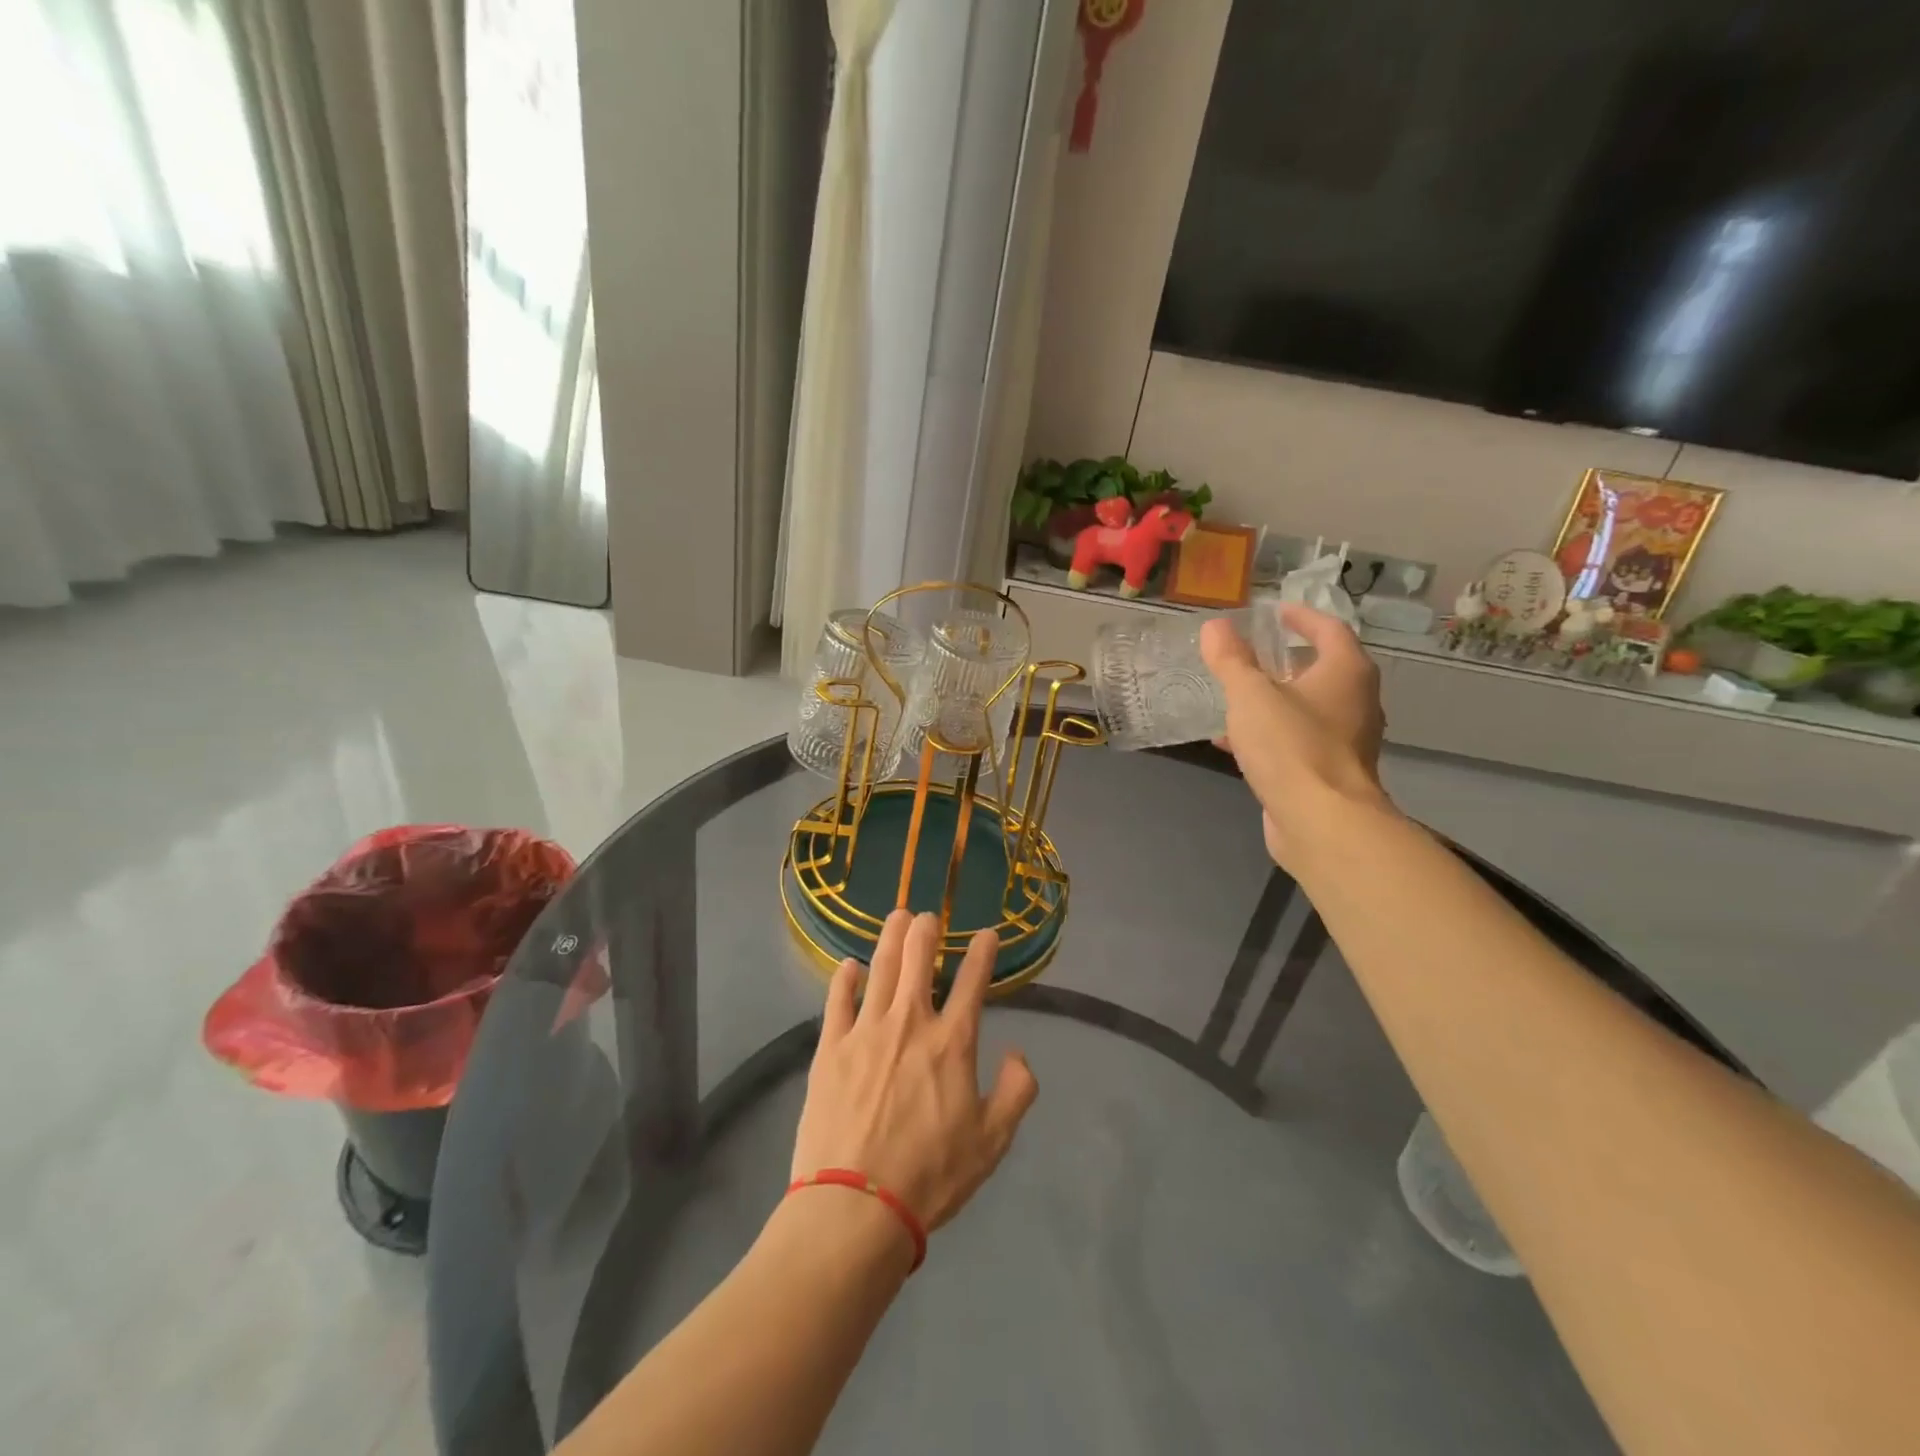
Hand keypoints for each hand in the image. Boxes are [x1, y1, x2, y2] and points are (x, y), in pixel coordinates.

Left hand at [792, 911, 1037, 1237]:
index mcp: (951, 1042)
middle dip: (926, 930)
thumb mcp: (992, 1141)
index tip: (987, 933)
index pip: (973, 982)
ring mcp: (866, 1031)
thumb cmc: (930, 1175)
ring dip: (891, 938)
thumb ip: (1016, 1091)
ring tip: (897, 917)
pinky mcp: (830, 1048)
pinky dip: (845, 977)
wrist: (856, 1206)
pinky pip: (837, 999)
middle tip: (928, 916)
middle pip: (919, 959)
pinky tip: (849, 965)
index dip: (983, 952)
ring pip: (881, 968)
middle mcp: (910, 1022)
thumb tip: (1018, 1052)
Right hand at [1200, 604, 1392, 870]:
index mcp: (1346, 672)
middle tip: (1250, 654)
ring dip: (1274, 700)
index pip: (1329, 629)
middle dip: (1285, 661)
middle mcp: (1356, 702)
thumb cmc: (1291, 745)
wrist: (1321, 821)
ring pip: (1307, 708)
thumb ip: (1231, 659)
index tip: (1273, 612)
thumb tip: (1215, 627)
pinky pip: (1297, 741)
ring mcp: (1346, 741)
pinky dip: (1269, 734)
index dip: (1301, 616)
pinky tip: (1233, 742)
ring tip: (1235, 697)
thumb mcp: (1250, 695)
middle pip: (1322, 669)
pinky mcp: (1329, 772)